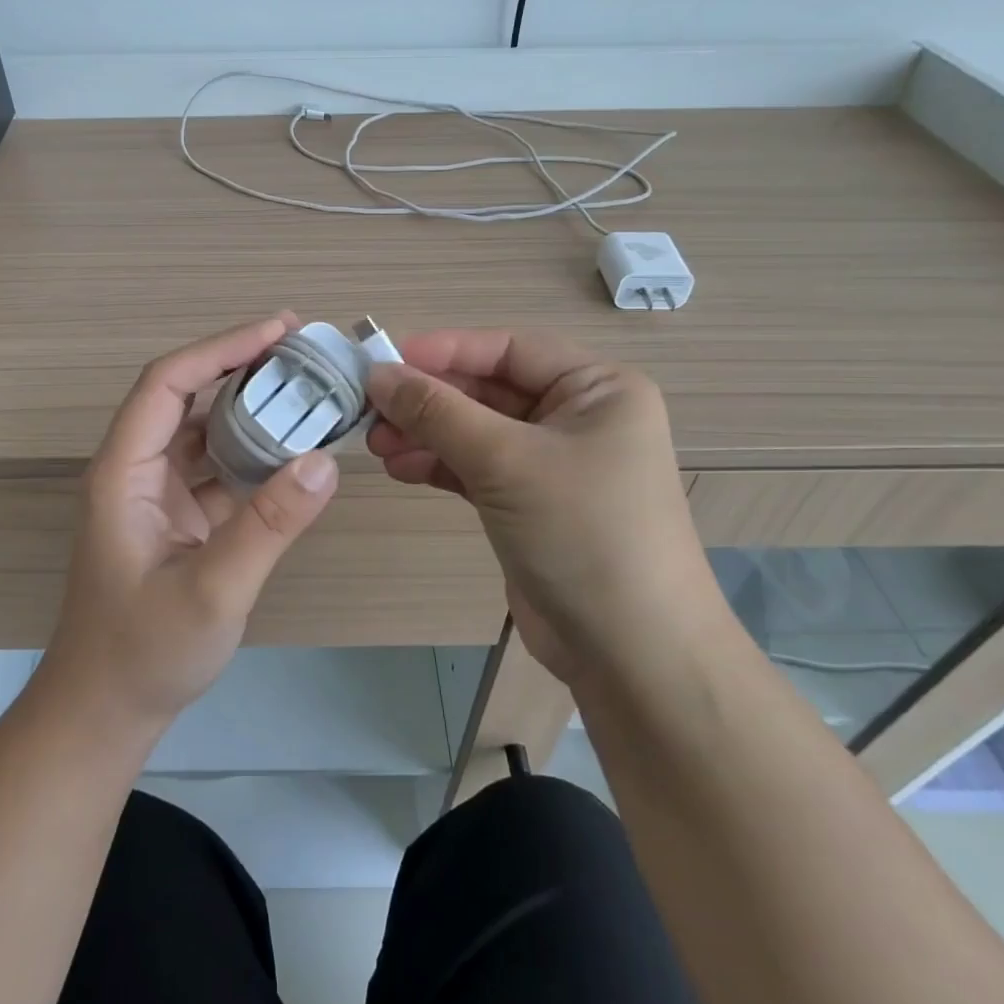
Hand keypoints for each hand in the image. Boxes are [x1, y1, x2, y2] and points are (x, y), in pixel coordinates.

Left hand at [41, 315, 339, 736]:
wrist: (104, 714)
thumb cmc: (142, 654)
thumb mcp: (211, 591)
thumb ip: (268, 526)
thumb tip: (326, 462)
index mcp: (124, 472)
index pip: (167, 383)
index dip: (220, 348)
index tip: (276, 330)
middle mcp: (137, 471)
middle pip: (186, 396)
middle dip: (241, 367)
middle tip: (302, 350)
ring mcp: (157, 495)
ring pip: (205, 431)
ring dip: (251, 408)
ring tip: (306, 389)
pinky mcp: (177, 519)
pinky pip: (218, 469)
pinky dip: (254, 453)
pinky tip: (294, 450)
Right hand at [366, 330, 711, 684]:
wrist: (631, 655)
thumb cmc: (582, 532)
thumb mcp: (506, 461)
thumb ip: (438, 412)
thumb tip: (378, 374)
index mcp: (598, 389)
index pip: (510, 349)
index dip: (446, 350)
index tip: (385, 360)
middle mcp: (579, 417)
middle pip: (489, 389)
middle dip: (429, 400)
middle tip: (371, 410)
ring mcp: (554, 463)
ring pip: (477, 430)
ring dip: (427, 434)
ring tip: (376, 444)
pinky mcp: (531, 503)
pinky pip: (477, 467)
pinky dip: (439, 465)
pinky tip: (400, 469)